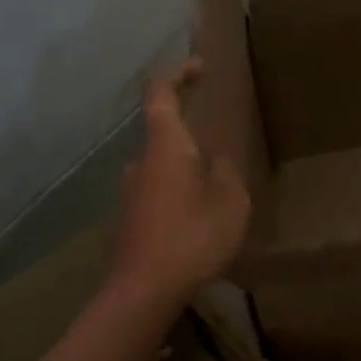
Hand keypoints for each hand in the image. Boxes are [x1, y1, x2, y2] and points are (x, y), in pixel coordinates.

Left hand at [110, 60, 249, 302]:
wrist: (144, 292)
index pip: (160, 94)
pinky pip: (158, 195)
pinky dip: (178, 197)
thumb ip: (226, 172)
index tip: (199, 69)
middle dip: (191, 136)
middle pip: (162, 134)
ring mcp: (130, 194)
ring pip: (162, 168)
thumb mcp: (230, 201)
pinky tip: (199, 223)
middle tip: (222, 151)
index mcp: (165, 147)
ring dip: (186, 172)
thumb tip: (216, 160)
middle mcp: (141, 163)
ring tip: (217, 194)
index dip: (177, 74)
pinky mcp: (130, 221)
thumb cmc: (192, 236)